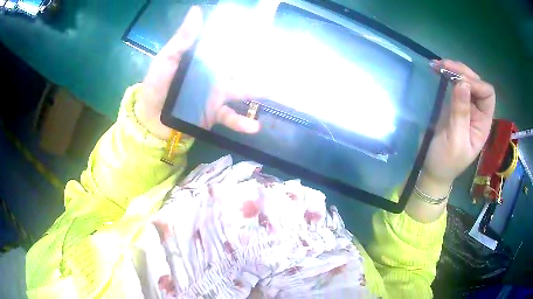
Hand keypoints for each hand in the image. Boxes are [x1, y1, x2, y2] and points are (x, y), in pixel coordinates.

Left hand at [135, 6, 260, 138]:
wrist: (151, 119)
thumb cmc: (156, 85)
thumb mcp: (167, 59)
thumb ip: (183, 39)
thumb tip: (196, 10)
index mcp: (204, 59)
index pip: (226, 44)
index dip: (243, 36)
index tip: (262, 25)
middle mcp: (214, 74)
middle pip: (240, 66)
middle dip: (258, 62)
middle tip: (280, 56)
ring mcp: (216, 95)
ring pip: (241, 90)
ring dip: (257, 91)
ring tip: (273, 90)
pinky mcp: (215, 113)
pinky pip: (231, 117)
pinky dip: (242, 122)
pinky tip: (254, 126)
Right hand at [421, 60, 495, 194]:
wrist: (433, 170)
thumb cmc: (446, 161)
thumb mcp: (455, 140)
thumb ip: (460, 113)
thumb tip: (463, 84)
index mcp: (483, 123)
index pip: (487, 95)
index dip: (476, 84)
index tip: (458, 82)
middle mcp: (478, 112)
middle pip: (477, 83)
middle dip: (462, 71)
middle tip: (443, 66)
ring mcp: (466, 106)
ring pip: (466, 80)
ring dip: (454, 69)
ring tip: (437, 65)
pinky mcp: (454, 104)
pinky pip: (455, 84)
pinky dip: (447, 74)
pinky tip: (437, 70)